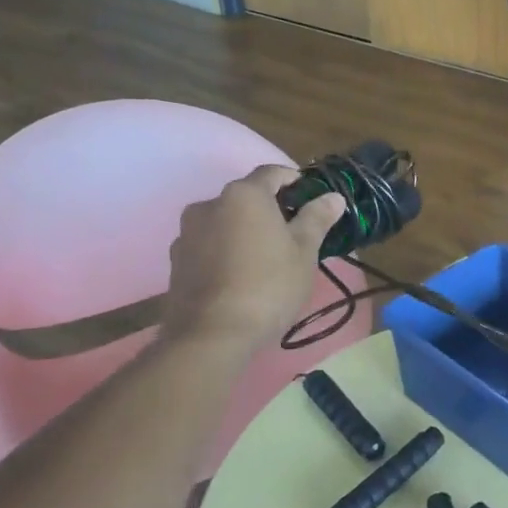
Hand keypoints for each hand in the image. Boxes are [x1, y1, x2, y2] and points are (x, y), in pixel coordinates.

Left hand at [158, 165, 343, 354]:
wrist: (212, 335)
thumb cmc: (269, 285)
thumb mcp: (304, 251)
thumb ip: (317, 218)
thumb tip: (333, 197)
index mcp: (244, 195)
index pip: (272, 173)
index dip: (294, 180)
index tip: (311, 198)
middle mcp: (209, 204)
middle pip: (245, 197)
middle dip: (269, 208)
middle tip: (294, 232)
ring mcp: (186, 233)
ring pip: (224, 221)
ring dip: (244, 230)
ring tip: (265, 256)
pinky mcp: (175, 261)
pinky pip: (208, 244)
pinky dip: (225, 250)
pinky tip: (240, 274)